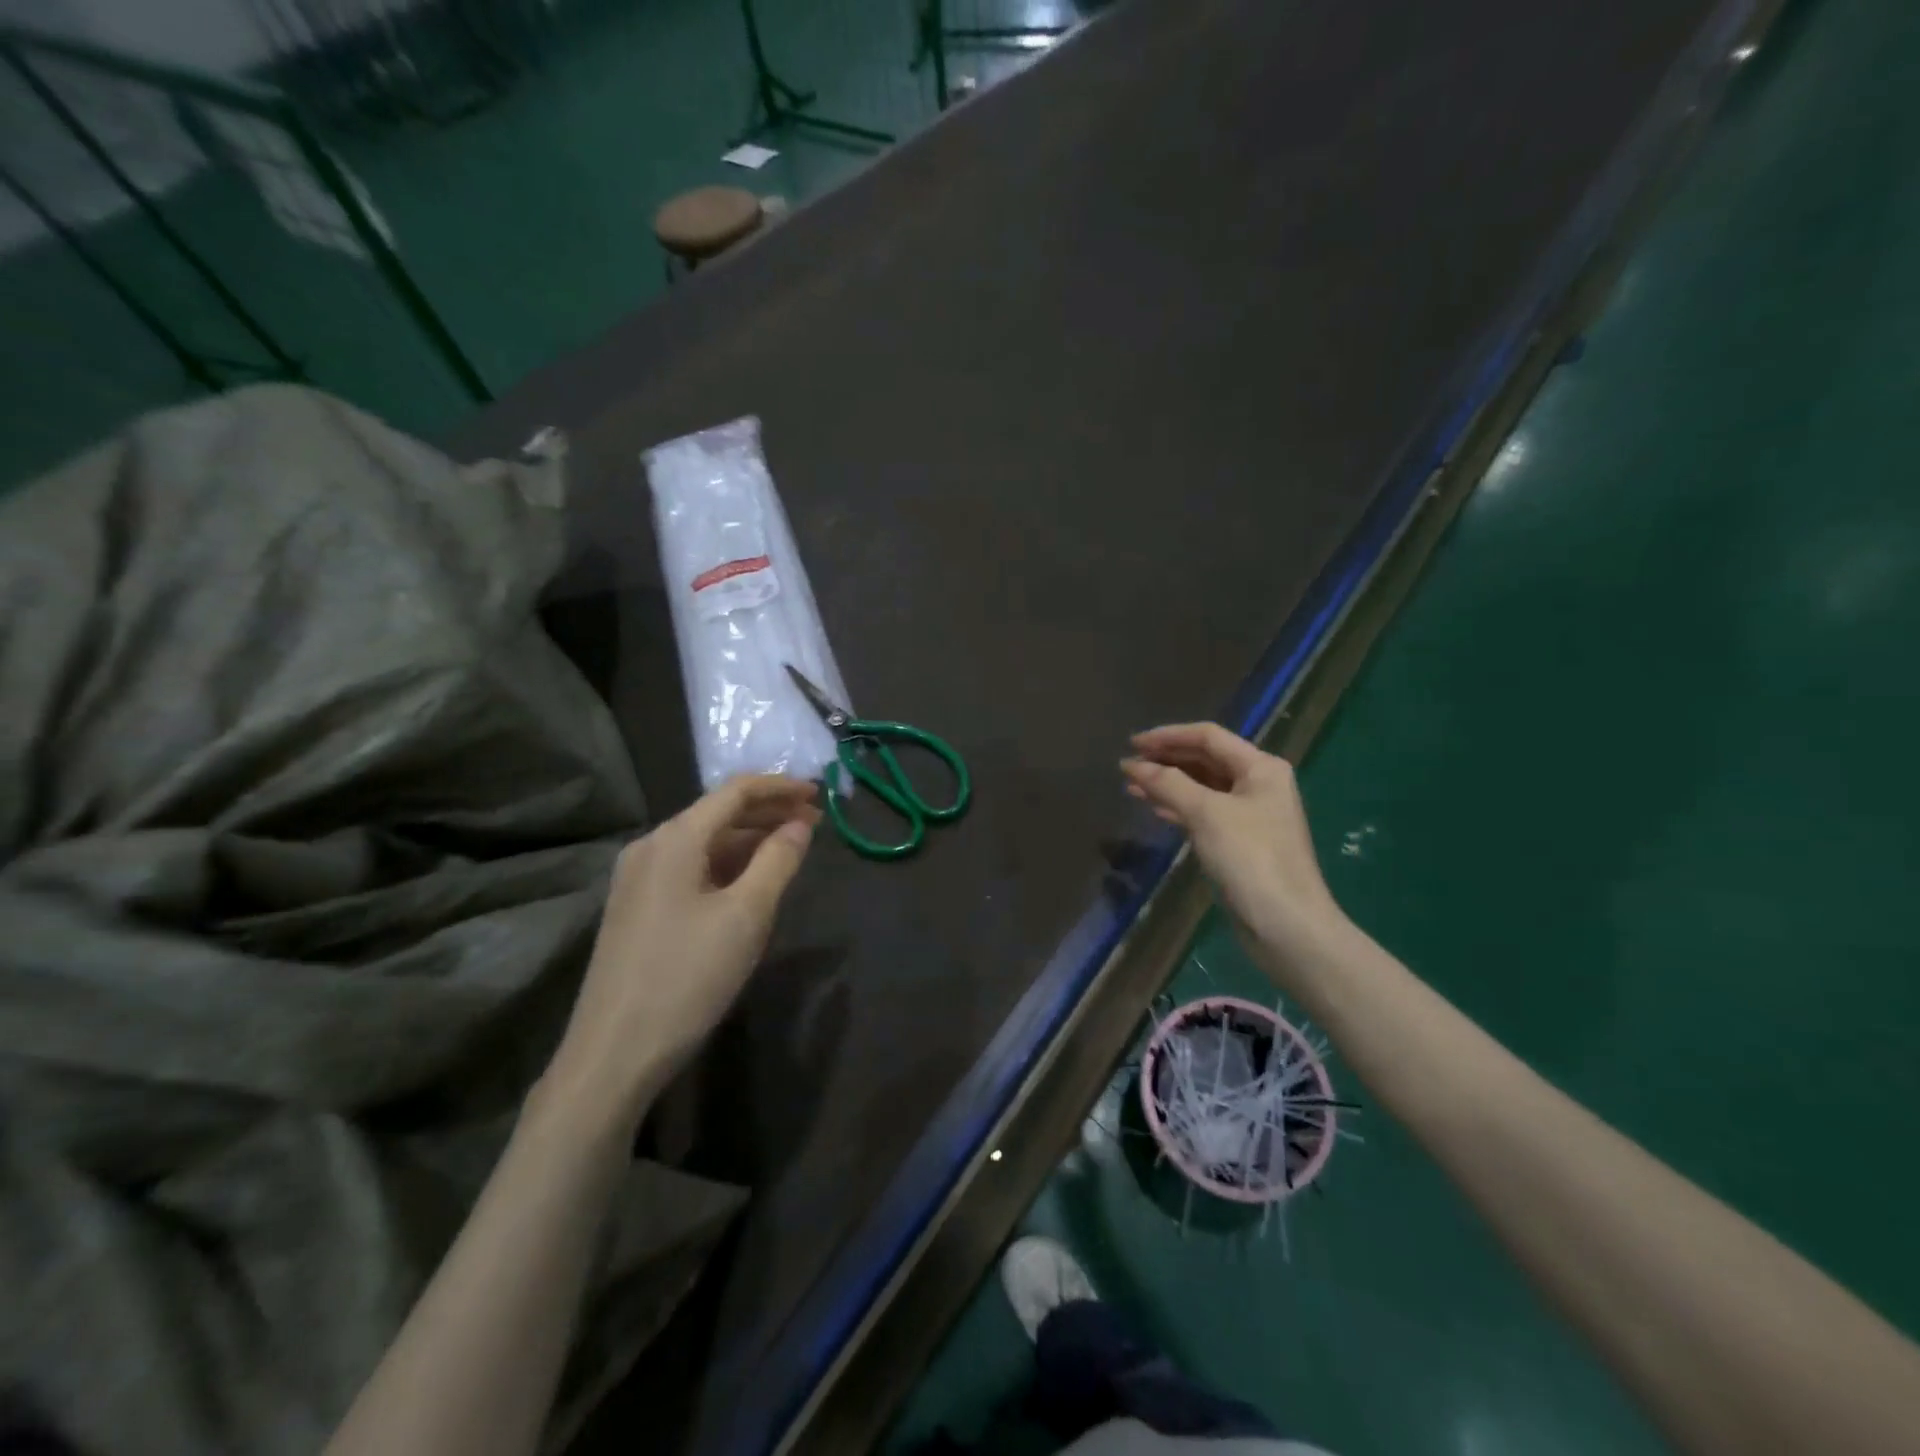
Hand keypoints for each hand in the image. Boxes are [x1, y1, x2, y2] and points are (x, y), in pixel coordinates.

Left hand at [544, 775, 820, 1126]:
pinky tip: (751, 879)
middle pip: (718, 814)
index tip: (819, 794)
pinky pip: (690, 868)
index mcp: (674, 839)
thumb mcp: (746, 916)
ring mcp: (638, 879)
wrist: (613, 1054)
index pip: (735, 792)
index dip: (780, 787)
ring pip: (704, 842)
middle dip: (769, 813)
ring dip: (750, 839)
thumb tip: (800, 824)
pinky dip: (727, 864)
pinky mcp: (637, 908)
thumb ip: (778, 861)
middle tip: (815, 822)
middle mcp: (650, 847)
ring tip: (792, 847)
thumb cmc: (687, 978)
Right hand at [1121, 723, 1353, 974]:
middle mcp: (1258, 784)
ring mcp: (1251, 814)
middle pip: (1205, 759)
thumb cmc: (1250, 858)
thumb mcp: (1206, 813)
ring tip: (1132, 787)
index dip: (1168, 736)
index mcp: (1260, 767)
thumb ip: (1168, 783)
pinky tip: (1155, 810)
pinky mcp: (1241, 842)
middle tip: (1128, 765)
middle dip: (1166, 760)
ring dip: (1168, 784)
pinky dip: (1178, 808)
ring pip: (1202, 787)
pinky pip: (1204, 812)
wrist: (1286, 925)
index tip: (1132, 744)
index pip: (1208, 736)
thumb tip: (1132, 764)